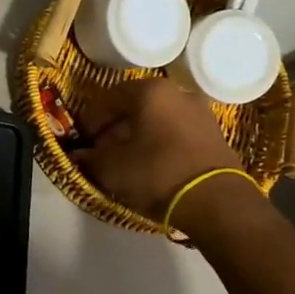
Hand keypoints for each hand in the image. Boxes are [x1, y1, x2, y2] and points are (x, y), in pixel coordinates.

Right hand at [75, 78, 248, 220]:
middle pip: (136, 106)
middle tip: (104, 150)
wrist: (217, 202)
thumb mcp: (112, 168)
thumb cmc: (157, 173)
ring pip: (159, 119)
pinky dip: (162, 143)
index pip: (109, 98)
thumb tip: (78, 154)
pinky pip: (179, 133)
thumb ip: (90, 157)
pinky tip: (154, 165)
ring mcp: (202, 113)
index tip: (85, 140)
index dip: (92, 120)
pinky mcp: (216, 135)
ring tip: (129, 160)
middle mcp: (178, 93)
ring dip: (141, 135)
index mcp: (150, 91)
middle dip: (117, 126)